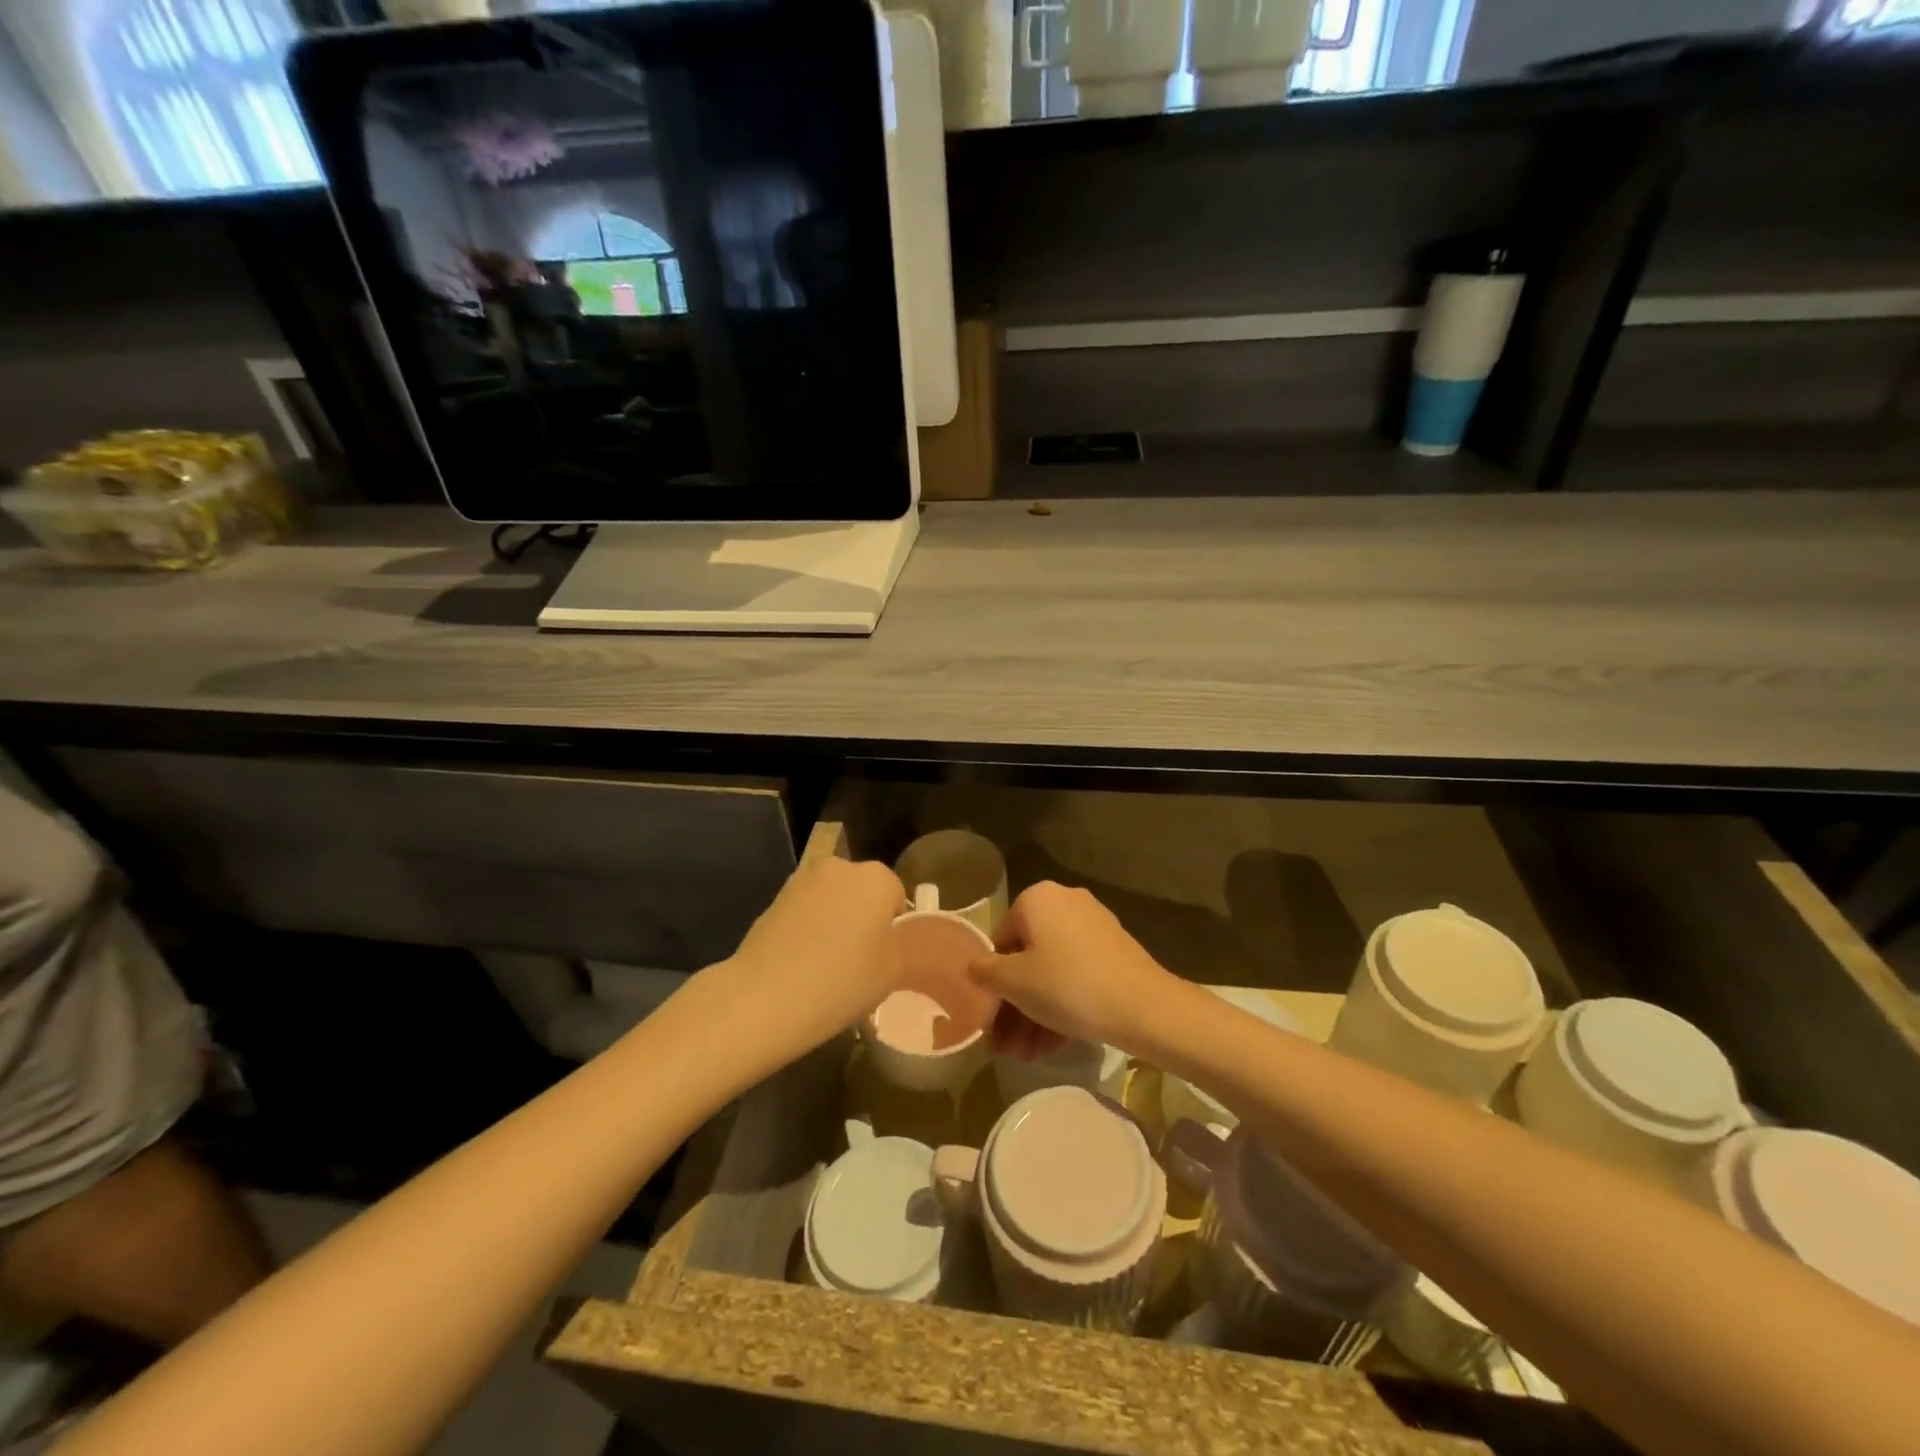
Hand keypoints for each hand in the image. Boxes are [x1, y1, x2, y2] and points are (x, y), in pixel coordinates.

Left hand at [724, 855, 905, 1052]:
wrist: (766, 996)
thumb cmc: (842, 981)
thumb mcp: (891, 972)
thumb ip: (892, 945)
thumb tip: (878, 939)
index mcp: (876, 878)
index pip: (895, 896)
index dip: (892, 927)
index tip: (884, 955)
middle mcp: (840, 867)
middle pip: (860, 891)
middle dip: (861, 915)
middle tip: (857, 957)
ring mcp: (801, 880)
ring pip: (829, 899)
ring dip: (832, 920)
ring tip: (825, 963)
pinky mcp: (772, 899)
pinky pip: (803, 912)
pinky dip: (805, 929)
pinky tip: (799, 963)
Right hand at [968, 882, 1177, 1057]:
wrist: (1142, 1006)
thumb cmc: (1067, 985)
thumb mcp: (1014, 982)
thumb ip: (985, 972)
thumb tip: (973, 967)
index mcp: (1037, 898)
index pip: (1000, 940)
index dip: (992, 984)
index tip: (990, 1020)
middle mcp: (1065, 903)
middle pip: (1027, 958)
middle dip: (1014, 1006)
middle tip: (1006, 1045)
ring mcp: (1093, 926)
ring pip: (1051, 971)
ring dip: (1034, 1013)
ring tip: (1025, 1056)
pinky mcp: (1113, 951)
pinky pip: (1076, 975)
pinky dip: (1061, 1005)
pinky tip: (1050, 1046)